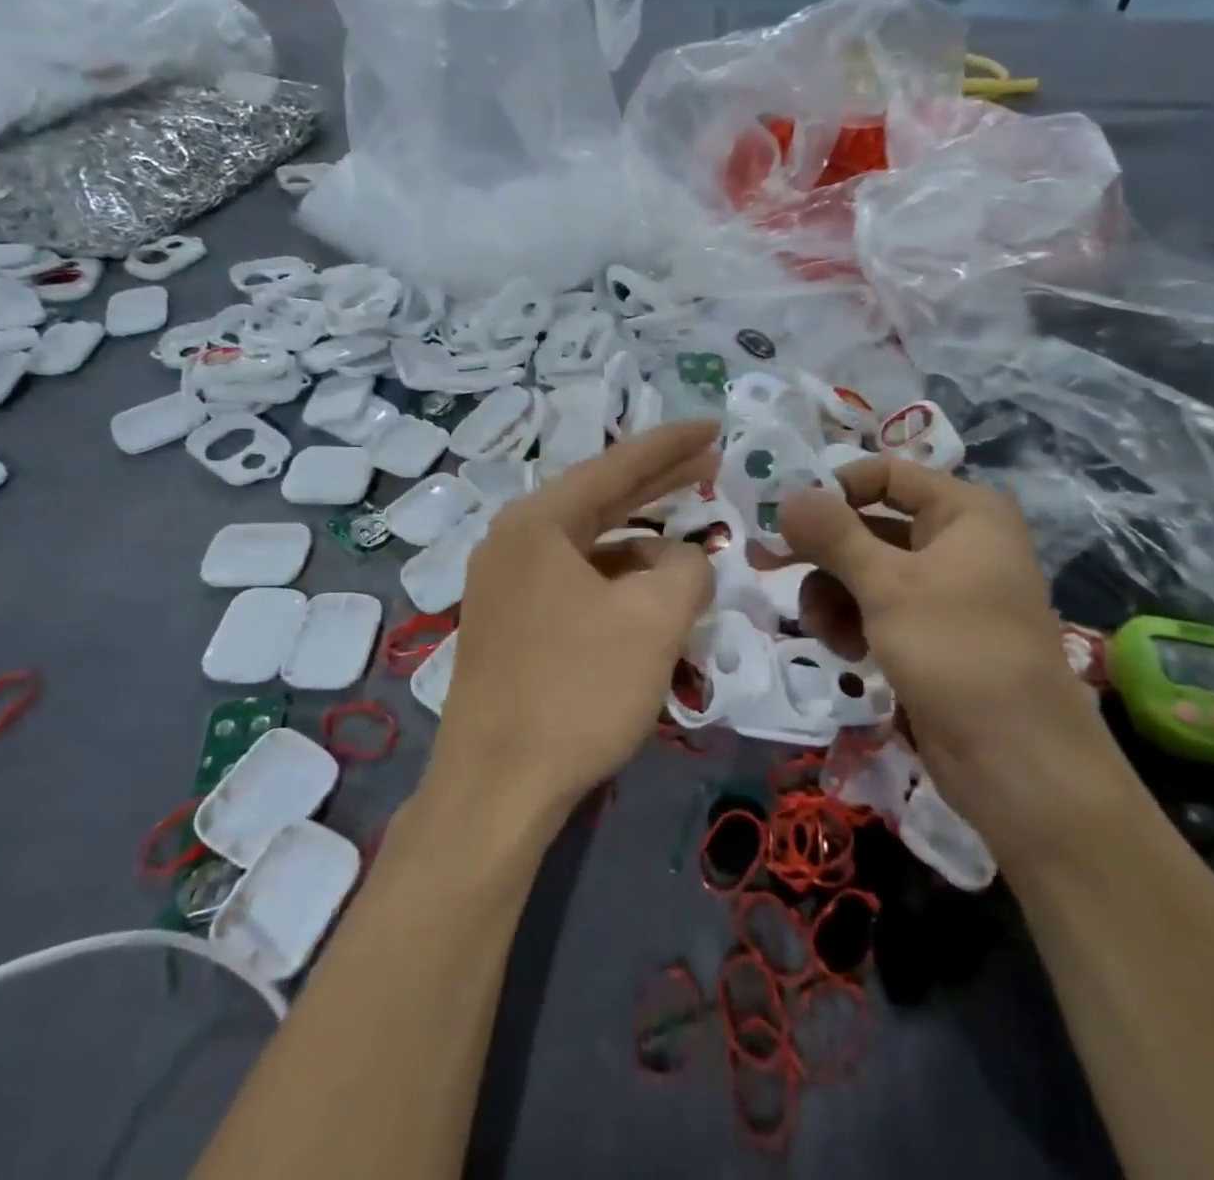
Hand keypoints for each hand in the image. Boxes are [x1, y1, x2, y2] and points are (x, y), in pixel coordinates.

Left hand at [422, 422, 718, 836]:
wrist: (497, 789)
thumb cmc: (577, 690)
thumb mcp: (655, 619)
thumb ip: (688, 569)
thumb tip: (685, 560)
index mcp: (538, 521)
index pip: (617, 465)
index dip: (672, 443)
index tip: (716, 424)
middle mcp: (514, 542)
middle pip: (602, 498)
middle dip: (660, 483)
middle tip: (712, 463)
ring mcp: (506, 585)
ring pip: (592, 547)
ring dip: (644, 545)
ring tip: (692, 548)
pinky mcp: (510, 625)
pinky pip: (578, 583)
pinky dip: (619, 583)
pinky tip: (652, 599)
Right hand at [778, 457, 1126, 860]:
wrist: (1017, 763)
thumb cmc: (957, 651)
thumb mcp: (888, 585)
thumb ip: (832, 534)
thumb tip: (786, 494)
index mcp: (965, 512)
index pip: (886, 474)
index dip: (834, 488)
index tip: (783, 516)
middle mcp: (957, 542)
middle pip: (870, 525)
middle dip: (823, 552)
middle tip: (766, 563)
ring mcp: (944, 591)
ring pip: (867, 571)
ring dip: (832, 595)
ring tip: (821, 629)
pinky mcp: (931, 634)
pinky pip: (877, 609)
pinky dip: (852, 622)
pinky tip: (844, 651)